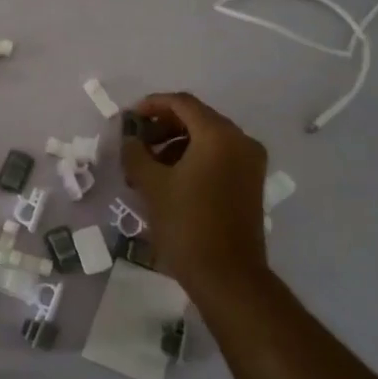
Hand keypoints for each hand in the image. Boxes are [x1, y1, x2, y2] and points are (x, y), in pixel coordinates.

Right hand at [120, 91, 268, 288]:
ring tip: (146, 169)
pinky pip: (217, 158)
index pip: (182, 103)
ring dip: (174, 145)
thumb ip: (135, 152)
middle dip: (161, 128)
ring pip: (206, 140)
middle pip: (196, 119)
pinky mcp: (250, 184)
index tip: (127, 119)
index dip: (151, 105)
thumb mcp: (152, 185)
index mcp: (219, 135)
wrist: (227, 275)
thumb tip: (129, 138)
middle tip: (134, 145)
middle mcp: (241, 141)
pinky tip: (168, 182)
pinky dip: (192, 160)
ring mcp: (249, 163)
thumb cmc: (186, 224)